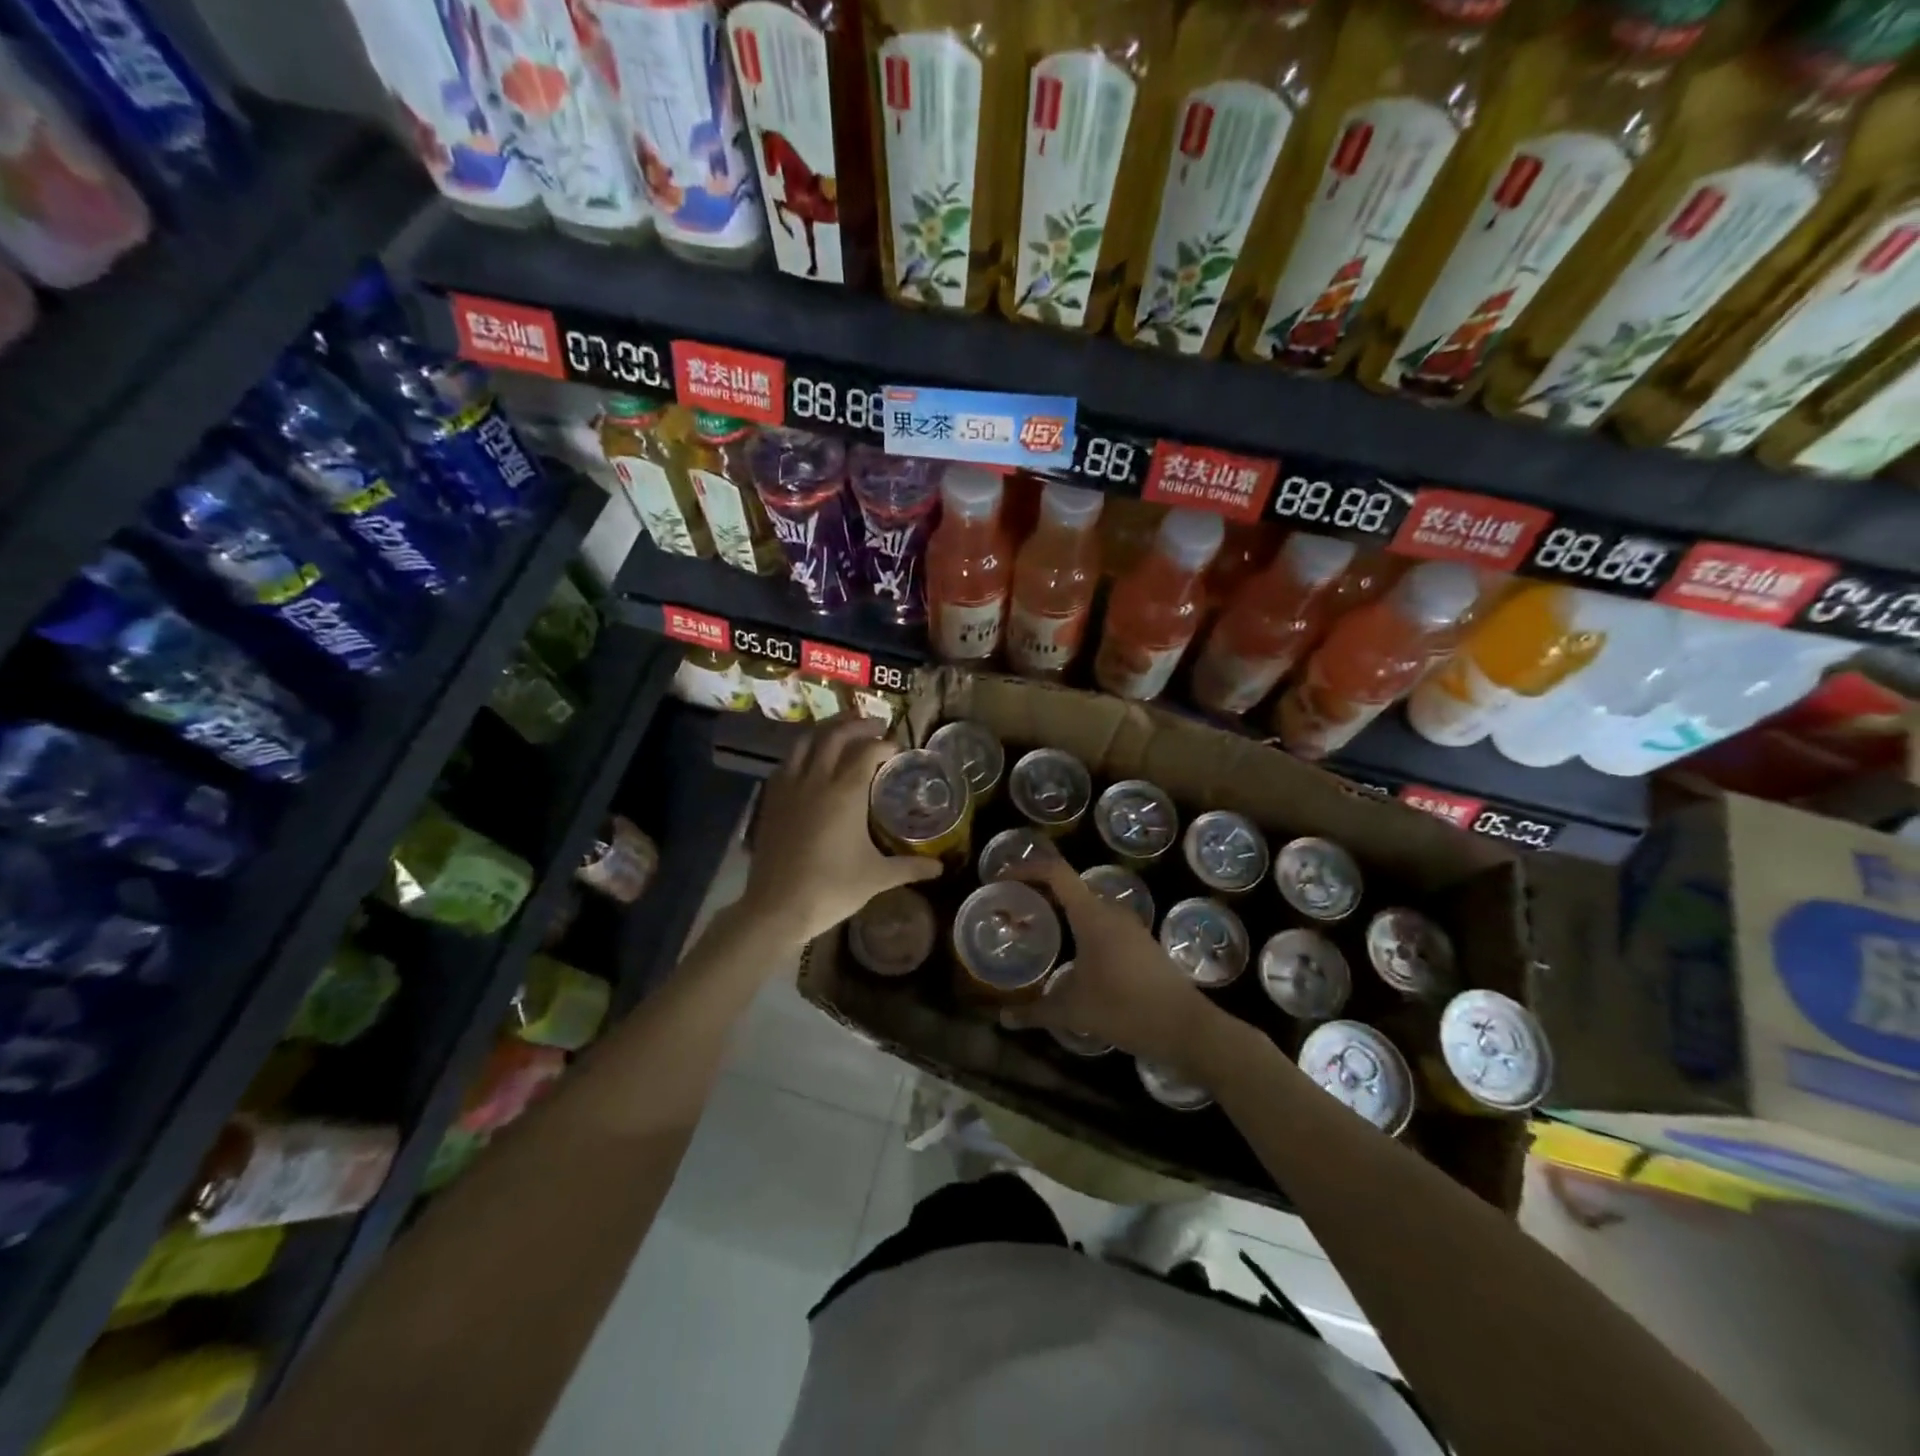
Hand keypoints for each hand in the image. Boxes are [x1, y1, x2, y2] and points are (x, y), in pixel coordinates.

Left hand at [738, 719, 940, 944]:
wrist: (777, 907)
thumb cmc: (832, 889)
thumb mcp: (877, 877)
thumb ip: (910, 867)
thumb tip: (940, 868)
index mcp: (846, 792)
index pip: (868, 751)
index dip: (885, 744)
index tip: (898, 749)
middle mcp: (817, 779)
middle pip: (836, 735)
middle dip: (858, 725)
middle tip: (876, 725)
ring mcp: (789, 787)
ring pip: (806, 741)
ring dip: (827, 730)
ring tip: (842, 730)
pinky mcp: (771, 800)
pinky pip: (787, 762)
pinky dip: (803, 751)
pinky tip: (810, 761)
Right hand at [1001, 858, 1223, 1068]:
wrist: (1186, 1028)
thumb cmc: (1125, 1009)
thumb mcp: (1074, 1011)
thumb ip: (1035, 1011)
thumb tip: (1003, 1018)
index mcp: (1092, 915)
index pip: (1055, 872)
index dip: (1026, 868)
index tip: (1001, 878)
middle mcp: (1111, 911)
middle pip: (1070, 886)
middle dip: (1040, 891)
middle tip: (1014, 907)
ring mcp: (1130, 926)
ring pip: (1088, 905)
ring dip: (1062, 910)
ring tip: (1038, 928)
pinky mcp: (1142, 943)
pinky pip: (1103, 922)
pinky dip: (1081, 927)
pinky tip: (1072, 954)